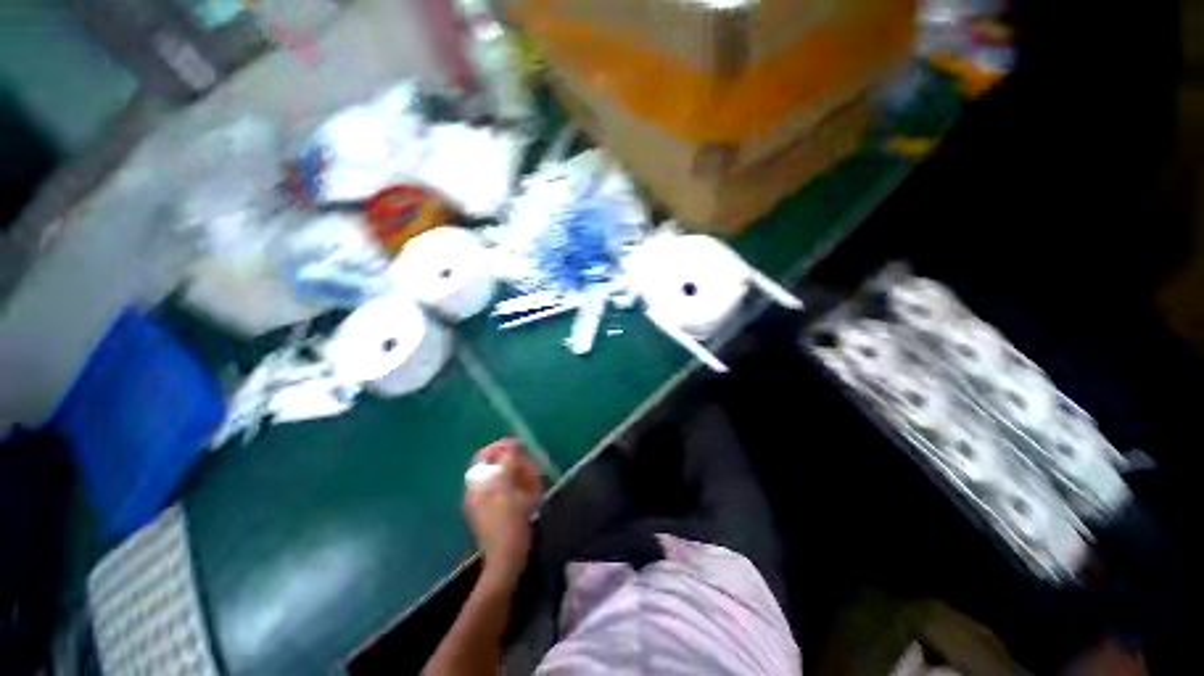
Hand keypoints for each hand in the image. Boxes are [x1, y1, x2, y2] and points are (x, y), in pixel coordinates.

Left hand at [464, 440, 541, 590]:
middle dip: (513, 462)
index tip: (519, 445)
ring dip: (517, 475)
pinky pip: (505, 493)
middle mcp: (476, 491)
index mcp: (478, 483)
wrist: (505, 557)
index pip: (484, 455)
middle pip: (494, 467)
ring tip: (533, 479)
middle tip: (529, 464)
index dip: (500, 446)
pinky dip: (517, 488)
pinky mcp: (492, 514)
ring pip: (501, 480)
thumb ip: (509, 462)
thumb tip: (512, 446)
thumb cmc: (508, 519)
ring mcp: (483, 504)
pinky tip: (529, 495)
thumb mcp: (510, 487)